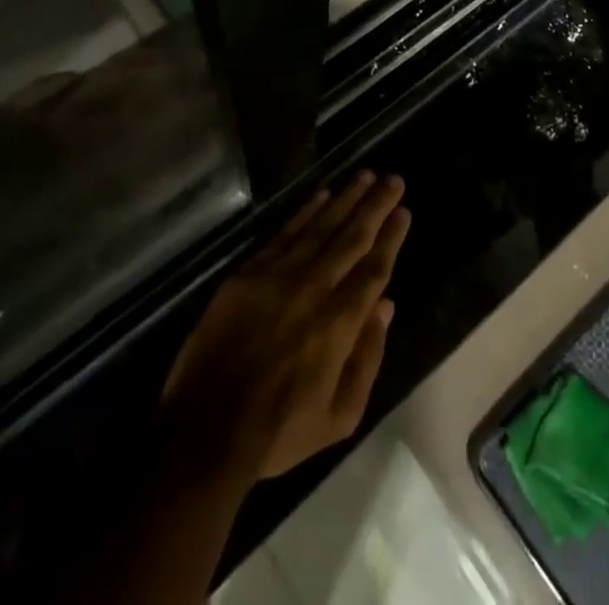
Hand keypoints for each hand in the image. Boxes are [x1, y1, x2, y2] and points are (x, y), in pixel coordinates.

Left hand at [160, 172, 411, 480]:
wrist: (205, 431)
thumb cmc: (278, 431)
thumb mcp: (339, 417)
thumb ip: (367, 358)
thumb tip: (385, 306)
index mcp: (339, 323)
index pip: (373, 269)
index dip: (391, 237)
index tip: (403, 211)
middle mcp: (314, 289)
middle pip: (352, 238)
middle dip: (376, 206)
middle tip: (393, 179)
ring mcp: (278, 277)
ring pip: (320, 227)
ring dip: (346, 199)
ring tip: (365, 176)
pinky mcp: (248, 274)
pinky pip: (284, 233)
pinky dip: (305, 211)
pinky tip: (322, 195)